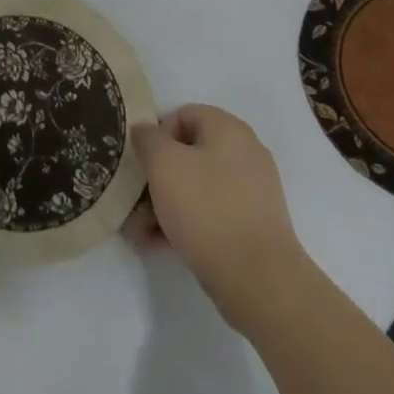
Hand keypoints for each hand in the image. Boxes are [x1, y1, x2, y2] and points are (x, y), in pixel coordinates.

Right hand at [131, 105, 306, 333]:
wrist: (258, 278)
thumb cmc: (206, 208)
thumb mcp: (163, 164)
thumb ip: (148, 138)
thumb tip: (145, 131)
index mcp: (229, 129)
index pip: (183, 114)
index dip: (157, 135)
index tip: (142, 163)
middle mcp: (245, 152)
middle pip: (188, 153)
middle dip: (157, 176)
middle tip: (135, 201)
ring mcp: (252, 190)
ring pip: (196, 185)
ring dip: (165, 203)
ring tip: (142, 230)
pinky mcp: (253, 223)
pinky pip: (211, 211)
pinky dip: (186, 221)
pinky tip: (160, 243)